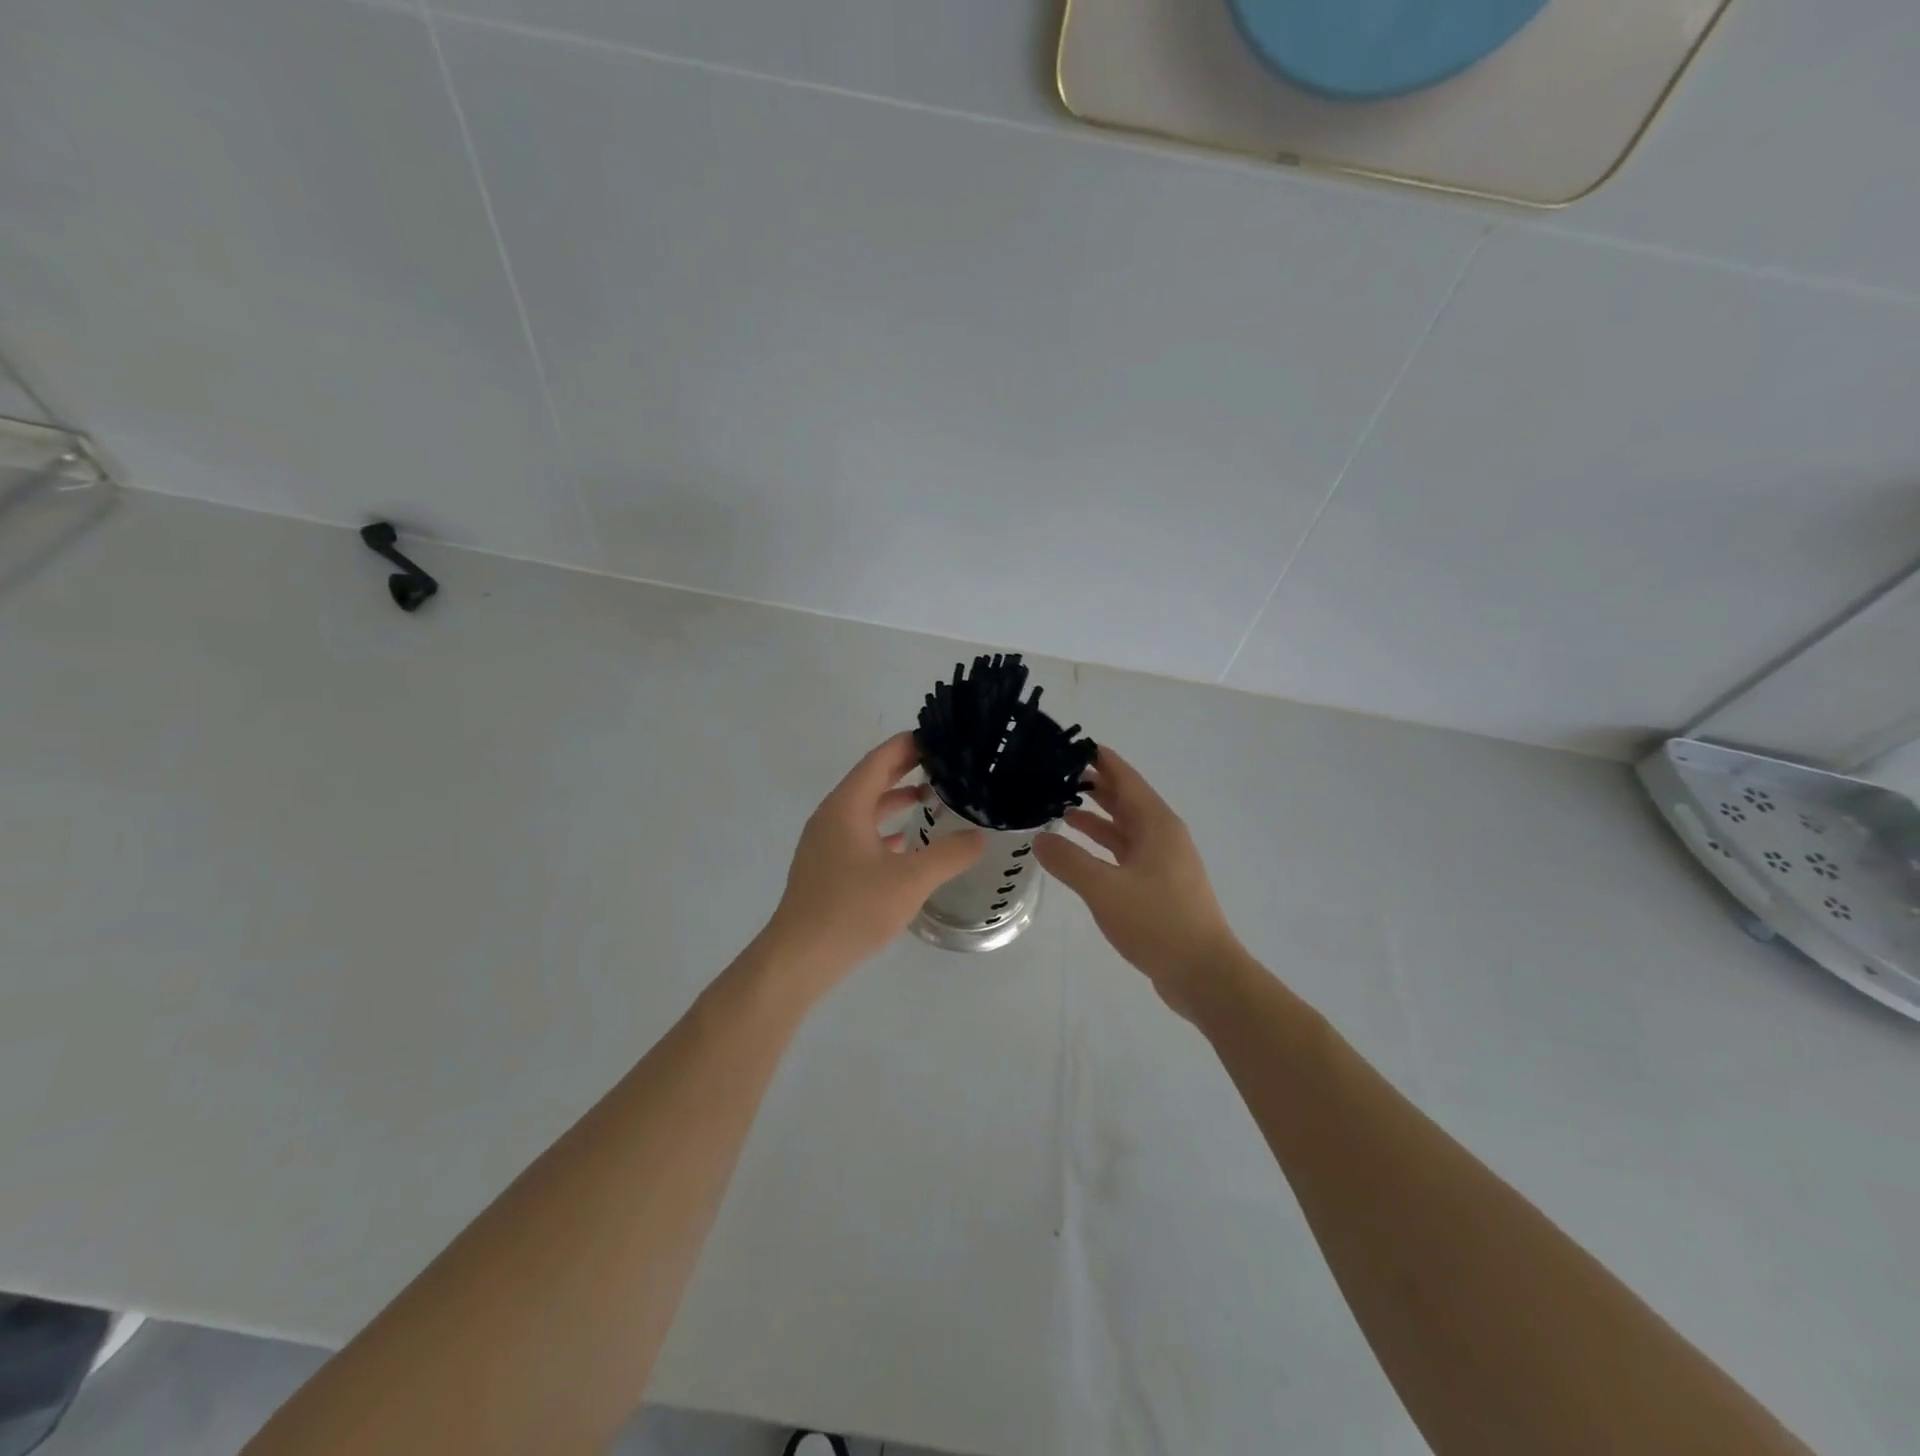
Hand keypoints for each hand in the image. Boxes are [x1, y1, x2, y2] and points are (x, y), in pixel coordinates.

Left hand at [762, 733, 983, 993]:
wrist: (800, 958)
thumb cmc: (852, 909)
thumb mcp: (910, 880)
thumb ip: (948, 854)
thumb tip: (979, 836)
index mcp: (846, 806)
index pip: (880, 760)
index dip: (908, 745)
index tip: (940, 737)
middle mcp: (832, 816)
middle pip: (871, 780)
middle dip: (905, 769)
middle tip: (944, 762)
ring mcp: (825, 843)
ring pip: (864, 809)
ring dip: (895, 800)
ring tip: (932, 798)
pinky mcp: (826, 867)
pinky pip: (858, 834)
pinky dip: (883, 830)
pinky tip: (905, 844)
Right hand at [1035, 747, 1240, 1019]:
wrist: (1204, 973)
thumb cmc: (1157, 922)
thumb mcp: (1104, 889)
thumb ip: (1068, 861)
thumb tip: (1039, 838)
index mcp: (1156, 824)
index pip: (1125, 778)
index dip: (1100, 760)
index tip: (1071, 745)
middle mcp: (1162, 835)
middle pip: (1125, 799)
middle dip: (1094, 785)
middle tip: (1055, 774)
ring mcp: (1163, 862)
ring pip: (1125, 827)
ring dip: (1096, 816)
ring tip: (1060, 805)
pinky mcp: (1159, 886)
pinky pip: (1125, 852)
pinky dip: (1102, 845)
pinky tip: (1079, 850)